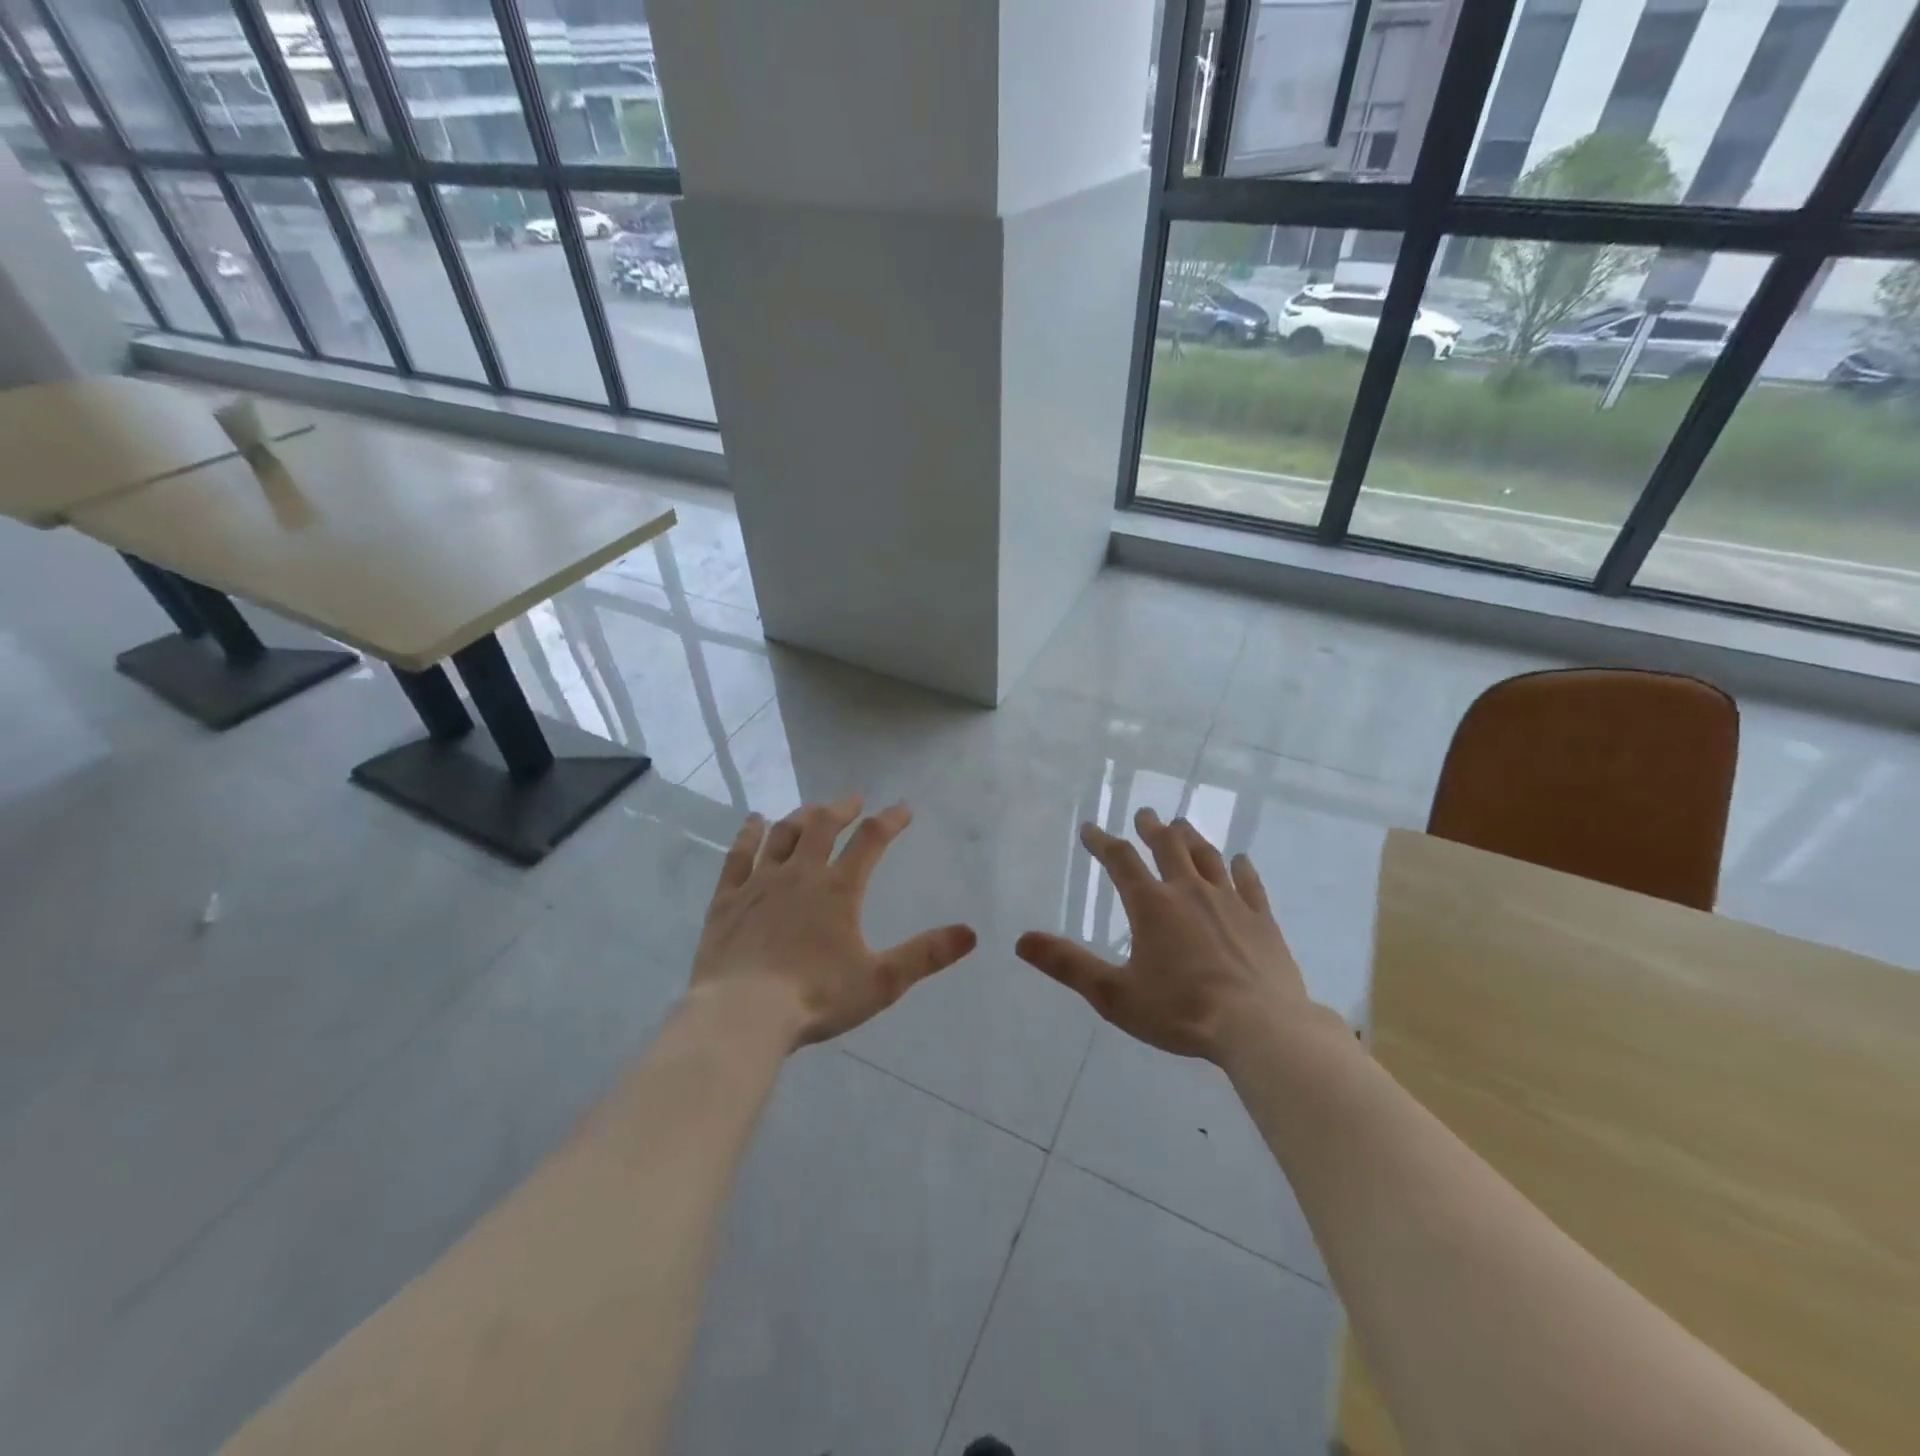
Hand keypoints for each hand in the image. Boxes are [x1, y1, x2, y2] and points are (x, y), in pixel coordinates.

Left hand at [690, 796, 977, 1047]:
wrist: (743, 1014)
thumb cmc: (816, 997)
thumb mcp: (881, 981)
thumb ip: (925, 954)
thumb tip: (970, 933)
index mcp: (838, 889)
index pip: (870, 840)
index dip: (890, 820)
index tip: (903, 808)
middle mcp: (799, 875)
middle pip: (822, 826)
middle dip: (841, 809)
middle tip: (853, 800)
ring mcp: (759, 883)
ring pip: (782, 835)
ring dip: (800, 817)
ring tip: (811, 809)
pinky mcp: (727, 900)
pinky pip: (738, 856)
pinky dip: (748, 834)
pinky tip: (754, 822)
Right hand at [1017, 808, 1341, 1064]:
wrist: (1259, 1028)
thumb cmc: (1180, 1011)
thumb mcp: (1113, 994)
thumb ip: (1067, 964)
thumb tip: (1021, 940)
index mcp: (1152, 905)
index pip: (1121, 861)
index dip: (1102, 842)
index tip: (1090, 829)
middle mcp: (1190, 892)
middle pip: (1168, 847)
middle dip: (1152, 829)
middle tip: (1144, 814)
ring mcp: (1230, 903)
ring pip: (1208, 858)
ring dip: (1192, 838)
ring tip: (1182, 825)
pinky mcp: (1262, 920)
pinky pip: (1250, 883)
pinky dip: (1241, 868)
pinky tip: (1240, 859)